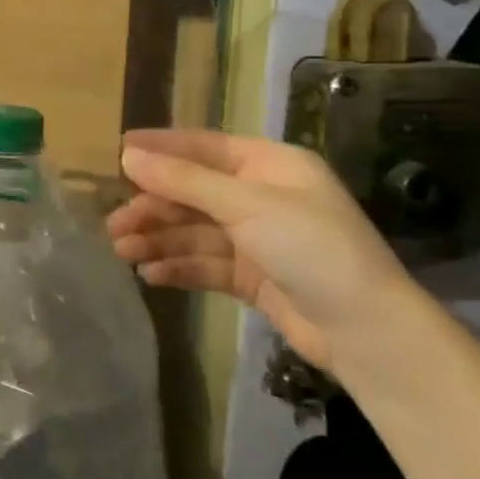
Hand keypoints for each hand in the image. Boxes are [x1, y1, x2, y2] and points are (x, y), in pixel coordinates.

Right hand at [107, 128, 415, 375]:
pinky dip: (178, 267)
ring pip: (194, 231)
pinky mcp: (253, 277)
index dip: (161, 148)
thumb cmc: (311, 248)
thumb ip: (184, 181)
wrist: (366, 331)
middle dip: (153, 207)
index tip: (118, 150)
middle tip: (113, 224)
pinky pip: (205, 264)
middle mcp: (262, 196)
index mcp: (270, 165)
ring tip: (123, 252)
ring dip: (158, 239)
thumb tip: (129, 155)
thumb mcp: (246, 205)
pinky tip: (151, 275)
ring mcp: (258, 238)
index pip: (204, 148)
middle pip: (193, 193)